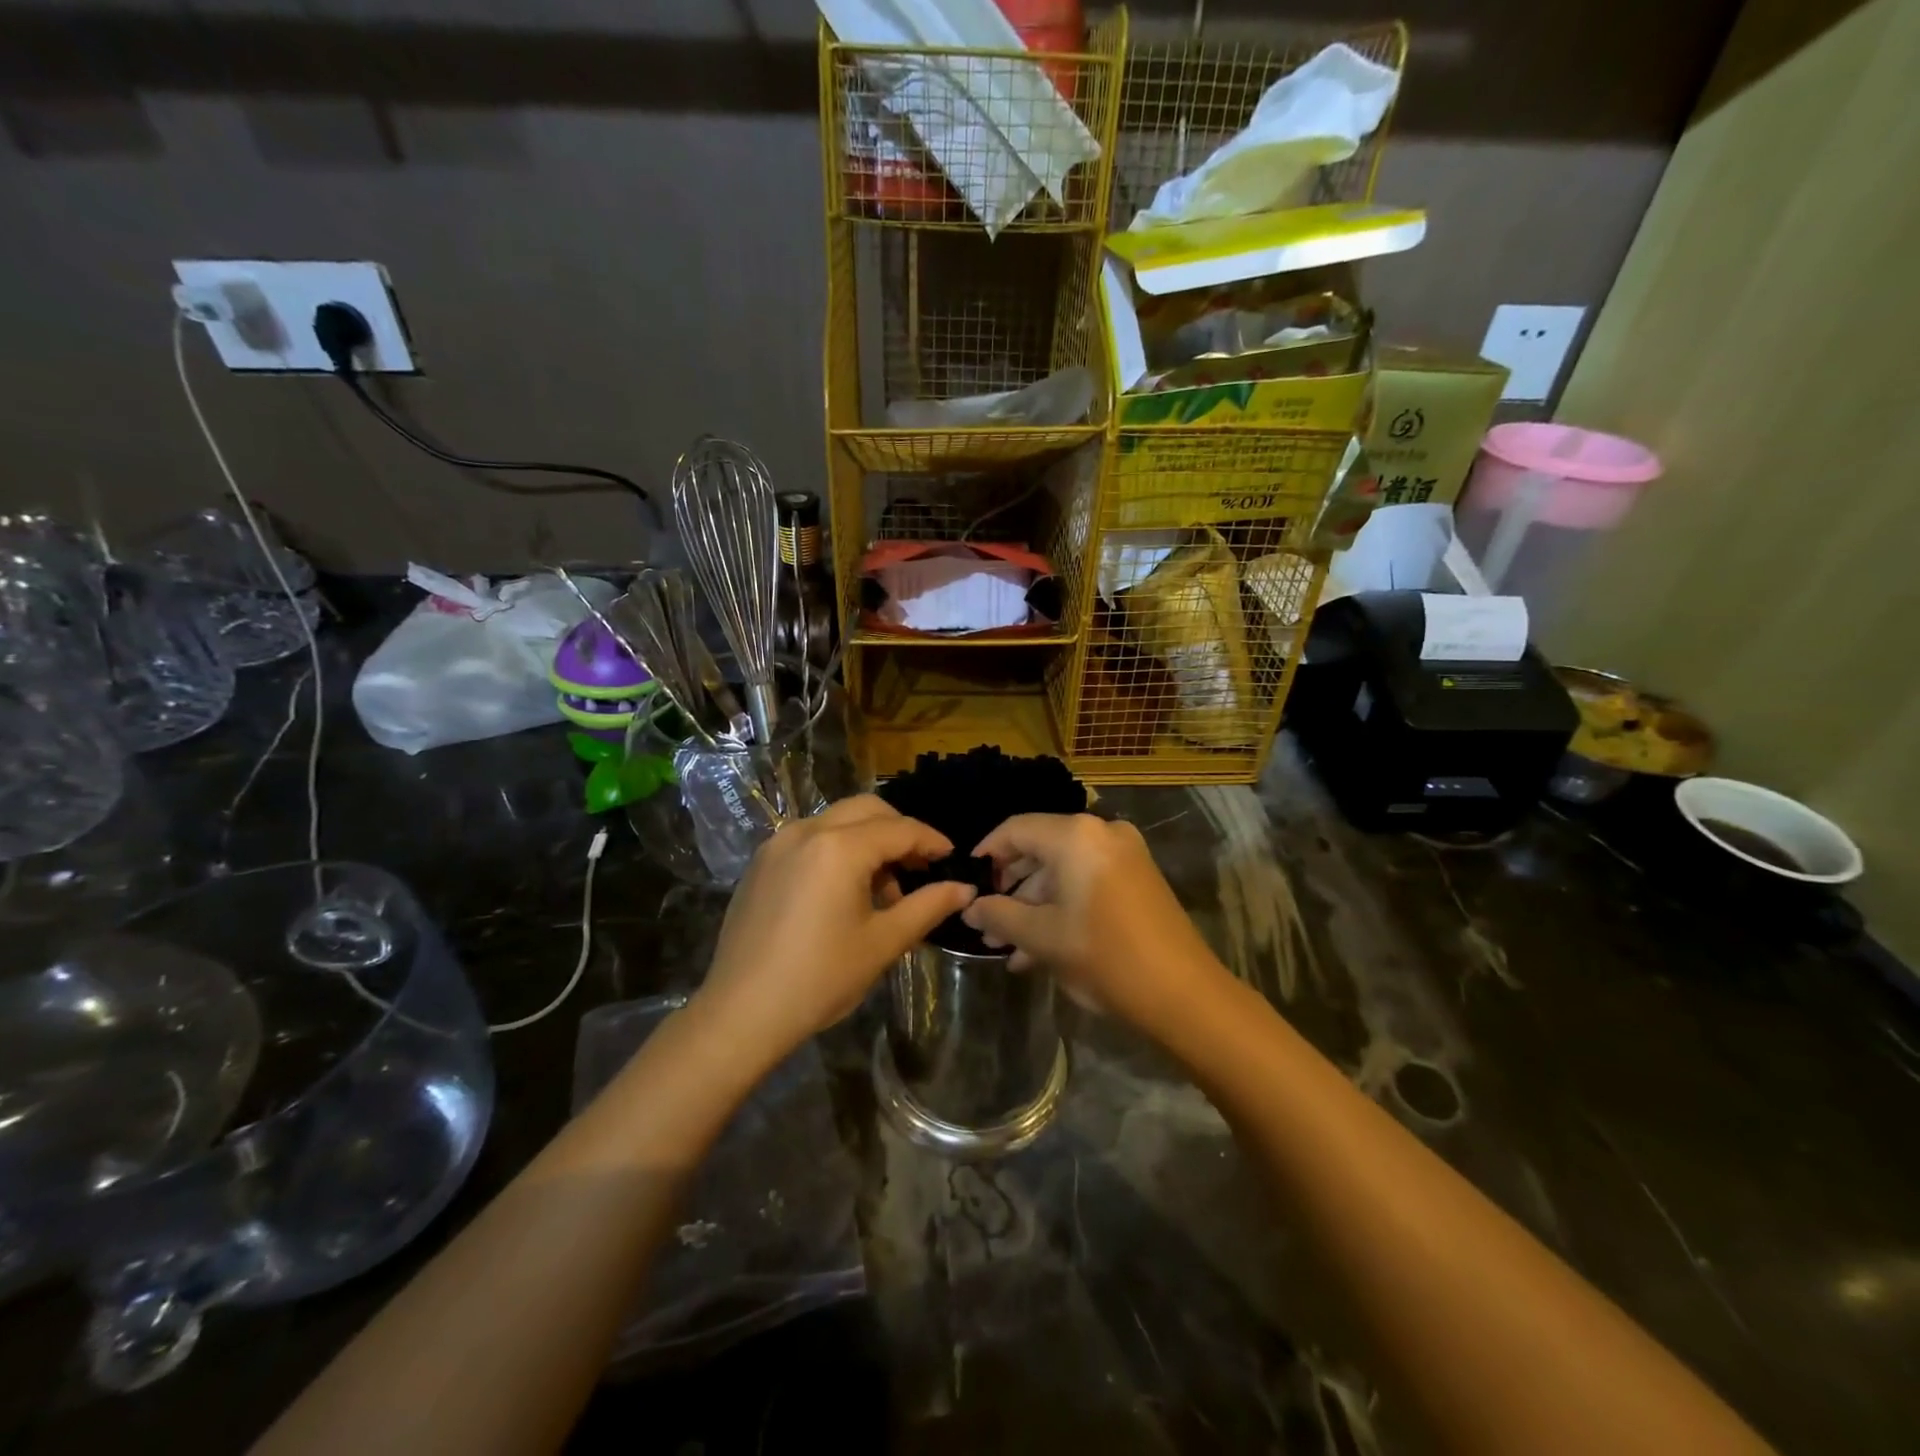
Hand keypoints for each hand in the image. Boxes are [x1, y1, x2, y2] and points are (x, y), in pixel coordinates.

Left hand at [696, 795, 976, 1067]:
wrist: (741, 1012)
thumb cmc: (820, 978)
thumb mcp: (883, 942)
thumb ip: (928, 907)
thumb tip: (965, 888)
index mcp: (840, 847)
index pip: (900, 829)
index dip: (931, 841)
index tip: (952, 858)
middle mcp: (807, 831)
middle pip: (867, 809)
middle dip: (899, 831)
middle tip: (919, 867)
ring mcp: (778, 843)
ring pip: (837, 821)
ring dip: (868, 839)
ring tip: (883, 888)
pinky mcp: (761, 862)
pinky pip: (811, 838)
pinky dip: (838, 849)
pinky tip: (844, 891)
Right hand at [961, 813, 1229, 1030]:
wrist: (1184, 994)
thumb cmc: (1104, 956)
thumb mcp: (1042, 937)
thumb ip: (999, 915)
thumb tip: (970, 907)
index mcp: (1076, 836)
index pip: (1016, 830)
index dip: (987, 853)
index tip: (968, 881)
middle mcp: (1101, 833)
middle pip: (1040, 850)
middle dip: (1010, 889)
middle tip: (985, 922)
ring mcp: (1124, 855)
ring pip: (1063, 871)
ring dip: (1033, 905)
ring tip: (1007, 946)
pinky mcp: (1138, 879)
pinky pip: (1086, 882)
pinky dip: (1062, 906)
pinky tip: (1037, 949)